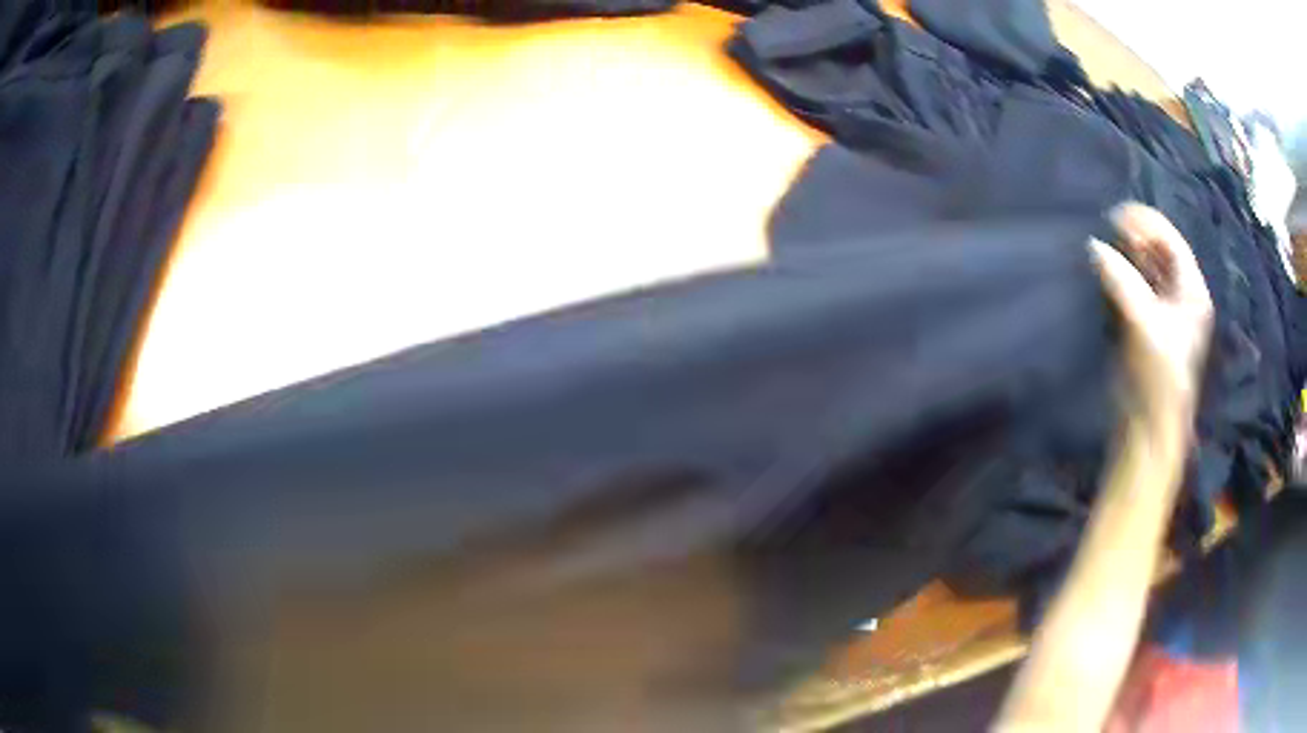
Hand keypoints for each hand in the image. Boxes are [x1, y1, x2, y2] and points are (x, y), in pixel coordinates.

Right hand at [1089, 203, 1213, 420]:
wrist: (1146, 429)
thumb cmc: (1157, 378)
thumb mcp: (1144, 326)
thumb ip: (1122, 282)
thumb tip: (1094, 246)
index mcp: (1192, 295)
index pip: (1173, 244)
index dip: (1148, 224)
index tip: (1118, 214)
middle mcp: (1181, 298)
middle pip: (1160, 253)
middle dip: (1137, 237)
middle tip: (1109, 227)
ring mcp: (1164, 313)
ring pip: (1147, 270)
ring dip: (1128, 255)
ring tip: (1105, 243)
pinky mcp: (1145, 327)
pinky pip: (1135, 287)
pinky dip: (1121, 275)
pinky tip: (1106, 269)